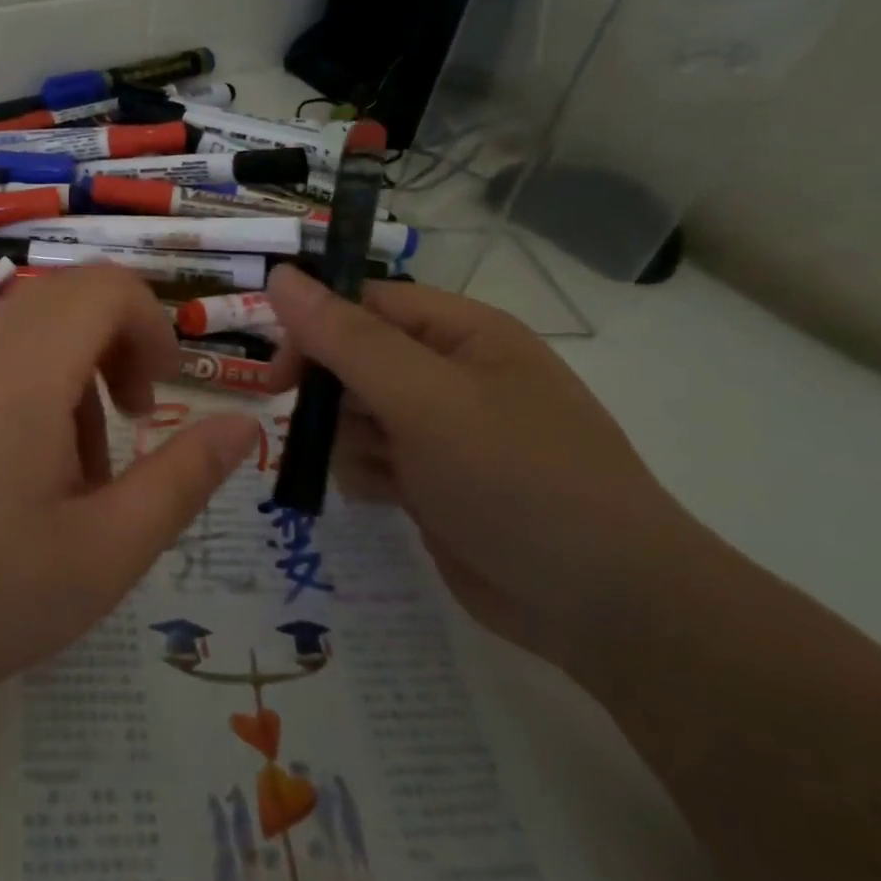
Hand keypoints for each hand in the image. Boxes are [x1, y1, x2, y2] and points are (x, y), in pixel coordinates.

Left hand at [0, 268, 260, 725]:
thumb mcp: (101, 554)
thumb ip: (181, 481)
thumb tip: (243, 424)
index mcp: (26, 366)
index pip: (107, 285)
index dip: (152, 325)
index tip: (160, 394)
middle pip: (69, 301)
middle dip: (115, 351)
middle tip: (124, 432)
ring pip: (27, 332)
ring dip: (69, 379)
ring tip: (66, 476)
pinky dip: (22, 391)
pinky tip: (7, 477)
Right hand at [266, 265, 697, 667]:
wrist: (602, 604)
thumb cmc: (515, 477)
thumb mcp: (425, 398)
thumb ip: (346, 338)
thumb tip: (279, 276)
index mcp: (461, 333)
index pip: (365, 304)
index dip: (314, 328)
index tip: (278, 374)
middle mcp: (450, 374)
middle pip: (354, 359)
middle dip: (329, 393)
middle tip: (312, 425)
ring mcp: (442, 430)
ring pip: (354, 413)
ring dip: (345, 439)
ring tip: (377, 470)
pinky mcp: (433, 481)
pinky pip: (370, 459)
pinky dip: (363, 474)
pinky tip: (384, 498)